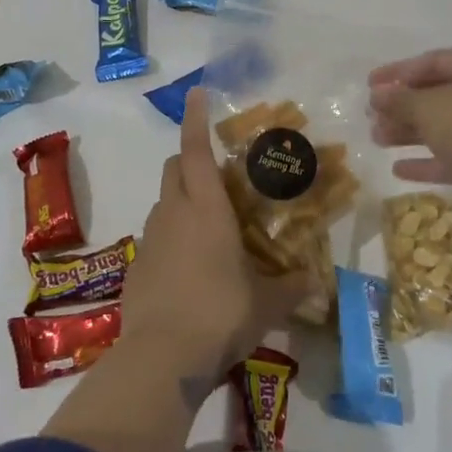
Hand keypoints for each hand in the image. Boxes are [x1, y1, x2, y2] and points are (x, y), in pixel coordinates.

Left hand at [121, 87, 310, 384]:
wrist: (161, 358)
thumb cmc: (221, 314)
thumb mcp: (267, 303)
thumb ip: (291, 287)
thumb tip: (313, 282)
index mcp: (205, 208)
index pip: (194, 150)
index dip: (196, 119)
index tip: (197, 94)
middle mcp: (173, 213)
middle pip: (173, 167)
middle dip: (189, 160)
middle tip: (216, 173)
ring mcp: (150, 240)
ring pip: (163, 202)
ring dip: (181, 200)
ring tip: (210, 226)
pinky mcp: (137, 267)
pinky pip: (156, 237)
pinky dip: (172, 237)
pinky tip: (190, 268)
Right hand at [368, 48, 451, 235]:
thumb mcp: (427, 107)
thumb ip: (398, 99)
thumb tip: (377, 95)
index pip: (433, 61)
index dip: (397, 72)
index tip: (369, 85)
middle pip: (439, 94)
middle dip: (403, 106)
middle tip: (371, 116)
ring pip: (446, 126)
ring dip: (410, 132)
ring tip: (377, 139)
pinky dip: (429, 160)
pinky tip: (398, 169)